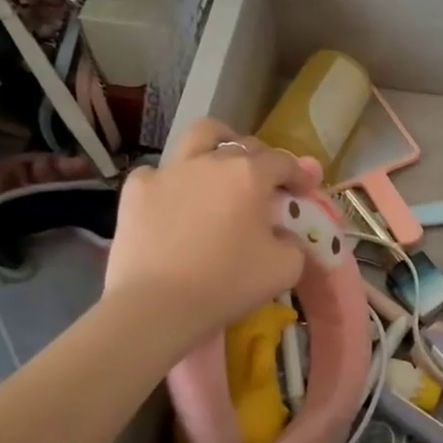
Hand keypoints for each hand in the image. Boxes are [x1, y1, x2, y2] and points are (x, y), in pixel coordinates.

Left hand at [104, 118, 317, 338]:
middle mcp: (211, 162)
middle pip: (244, 146)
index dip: (299, 174)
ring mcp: (170, 171)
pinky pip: (158, 171)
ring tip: (221, 162)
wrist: (156, 306)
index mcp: (250, 175)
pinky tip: (174, 199)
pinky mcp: (136, 189)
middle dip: (262, 160)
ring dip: (218, 143)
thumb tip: (283, 234)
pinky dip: (171, 180)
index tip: (305, 189)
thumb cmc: (227, 284)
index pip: (283, 161)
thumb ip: (294, 242)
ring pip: (199, 136)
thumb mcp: (285, 268)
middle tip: (267, 184)